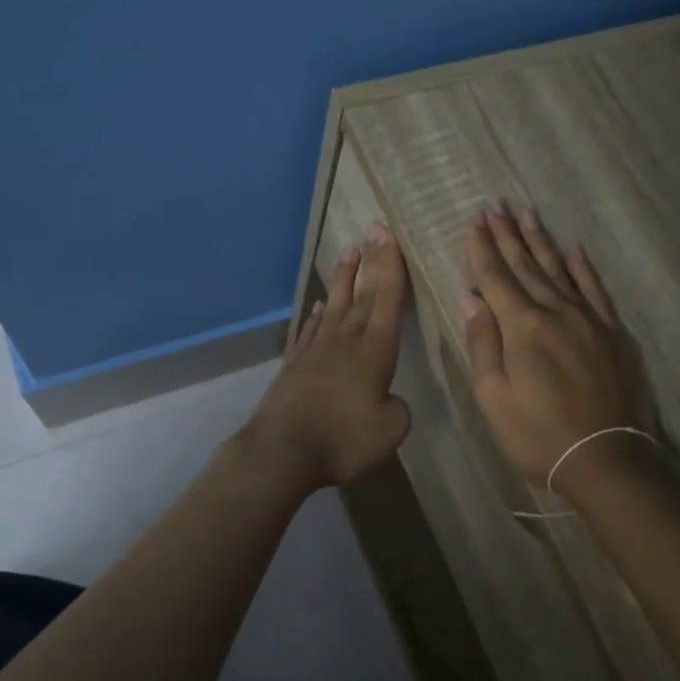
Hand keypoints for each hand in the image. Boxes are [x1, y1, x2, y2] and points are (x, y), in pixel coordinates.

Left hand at [240, 222, 411, 489]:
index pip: (387, 300)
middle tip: (375, 229)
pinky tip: (320, 305)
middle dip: (372, 261)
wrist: (282, 451)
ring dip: (344, 278)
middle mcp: (346, 340)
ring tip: (350, 252)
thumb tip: (388, 398)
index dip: (391, 267)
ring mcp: (316, 349)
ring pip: (335, 304)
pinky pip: (310, 329)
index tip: (389, 236)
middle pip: (363, 294)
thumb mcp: (390, 430)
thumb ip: (397, 408)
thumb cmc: (343, 439)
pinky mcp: (295, 363)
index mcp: (374, 351)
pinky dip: (317, 314)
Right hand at [461, 205, 654, 493]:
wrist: (606, 458)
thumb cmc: (538, 434)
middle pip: (526, 266)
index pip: (496, 278)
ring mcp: (589, 320)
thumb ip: (483, 343)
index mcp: (523, 327)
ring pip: (560, 271)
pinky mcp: (613, 334)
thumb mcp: (494, 396)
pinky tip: (574, 252)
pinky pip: (596, 291)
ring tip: (527, 215)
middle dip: (507, 236)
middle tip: (495, 206)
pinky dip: (583, 270)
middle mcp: (557, 312)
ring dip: (541, 242)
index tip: (472, 222)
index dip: (481, 249)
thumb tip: (471, 298)